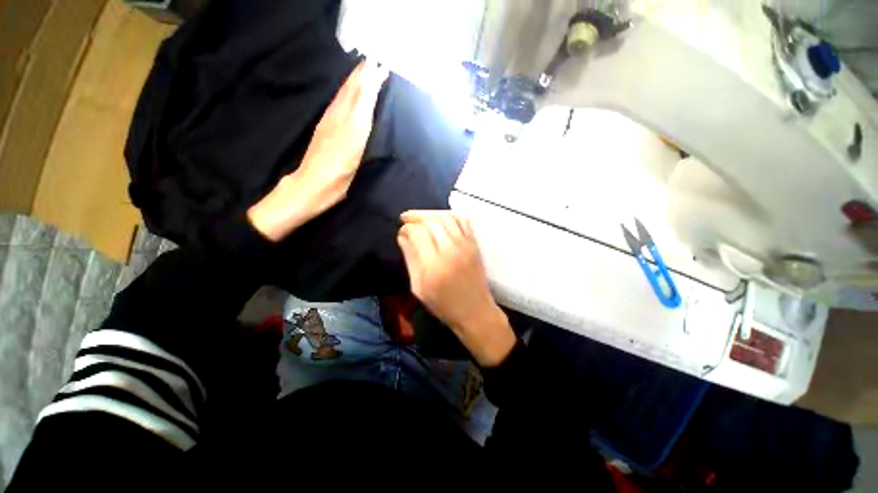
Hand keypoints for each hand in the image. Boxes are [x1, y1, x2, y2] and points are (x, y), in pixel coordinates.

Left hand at [248, 59, 388, 240]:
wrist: (312, 188)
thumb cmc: (336, 172)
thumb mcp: (353, 143)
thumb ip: (361, 113)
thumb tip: (368, 87)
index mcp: (345, 119)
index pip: (359, 92)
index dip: (369, 79)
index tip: (379, 65)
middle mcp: (336, 118)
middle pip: (350, 92)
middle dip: (362, 77)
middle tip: (373, 65)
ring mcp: (329, 126)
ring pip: (343, 99)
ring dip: (354, 85)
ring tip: (363, 75)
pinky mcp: (326, 135)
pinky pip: (337, 109)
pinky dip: (346, 99)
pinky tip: (347, 100)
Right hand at [397, 211, 515, 366]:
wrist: (475, 311)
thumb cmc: (443, 304)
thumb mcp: (419, 287)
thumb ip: (411, 259)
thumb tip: (402, 236)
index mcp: (434, 264)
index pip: (418, 232)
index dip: (407, 228)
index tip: (402, 231)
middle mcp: (451, 250)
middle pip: (432, 221)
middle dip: (417, 217)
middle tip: (407, 220)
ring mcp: (466, 245)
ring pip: (447, 217)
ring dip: (432, 215)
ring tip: (422, 220)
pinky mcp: (474, 244)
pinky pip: (463, 221)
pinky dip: (450, 216)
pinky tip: (441, 221)